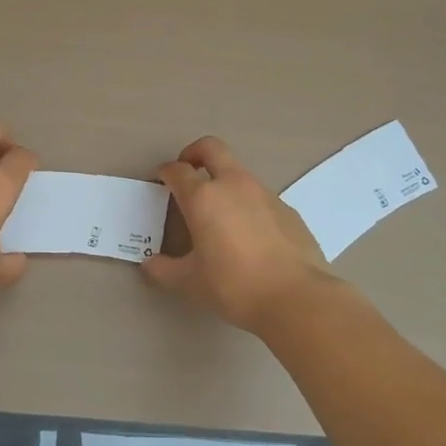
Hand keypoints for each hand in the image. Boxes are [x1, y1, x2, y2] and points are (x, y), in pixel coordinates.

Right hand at [142, 136, 333, 332]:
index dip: (165, 172)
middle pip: (211, 148)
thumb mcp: (191, 282)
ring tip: (219, 214)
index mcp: (204, 197)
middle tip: (187, 172)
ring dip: (223, 181)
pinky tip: (250, 235)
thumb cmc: (234, 285)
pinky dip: (248, 205)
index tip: (160, 181)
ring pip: (238, 172)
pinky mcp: (288, 209)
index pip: (178, 171)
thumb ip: (165, 270)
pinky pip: (260, 197)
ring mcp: (265, 194)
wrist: (296, 298)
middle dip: (194, 153)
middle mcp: (233, 185)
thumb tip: (149, 264)